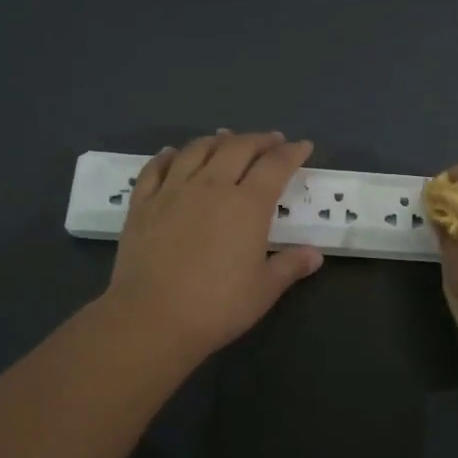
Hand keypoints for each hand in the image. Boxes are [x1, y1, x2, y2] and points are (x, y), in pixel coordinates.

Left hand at [103, 131, 322, 360]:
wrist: (151, 318)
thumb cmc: (216, 306)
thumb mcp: (264, 290)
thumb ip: (290, 266)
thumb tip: (315, 255)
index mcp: (247, 205)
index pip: (275, 166)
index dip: (292, 153)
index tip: (302, 146)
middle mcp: (211, 186)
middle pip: (237, 148)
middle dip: (259, 140)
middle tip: (271, 140)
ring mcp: (172, 191)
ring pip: (197, 150)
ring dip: (217, 140)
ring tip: (226, 138)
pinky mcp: (142, 204)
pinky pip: (155, 168)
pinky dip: (167, 156)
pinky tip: (172, 153)